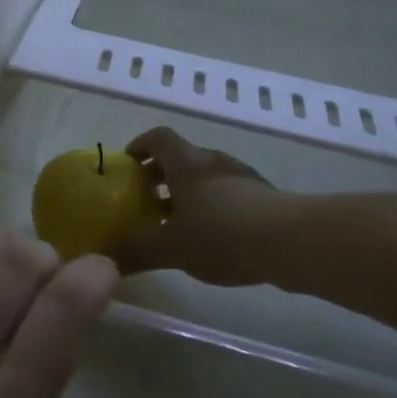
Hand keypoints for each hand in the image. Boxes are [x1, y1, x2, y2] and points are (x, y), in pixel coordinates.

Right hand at [108, 127, 290, 286]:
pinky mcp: (264, 198)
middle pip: (181, 158)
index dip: (140, 146)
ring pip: (205, 178)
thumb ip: (137, 251)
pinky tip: (212, 240)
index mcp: (185, 162)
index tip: (128, 165)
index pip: (157, 137)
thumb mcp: (171, 248)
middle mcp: (212, 161)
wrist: (291, 242)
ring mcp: (242, 177)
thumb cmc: (221, 234)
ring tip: (176, 226)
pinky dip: (212, 209)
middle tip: (145, 203)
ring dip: (187, 195)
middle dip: (160, 177)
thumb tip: (105, 260)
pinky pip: (228, 195)